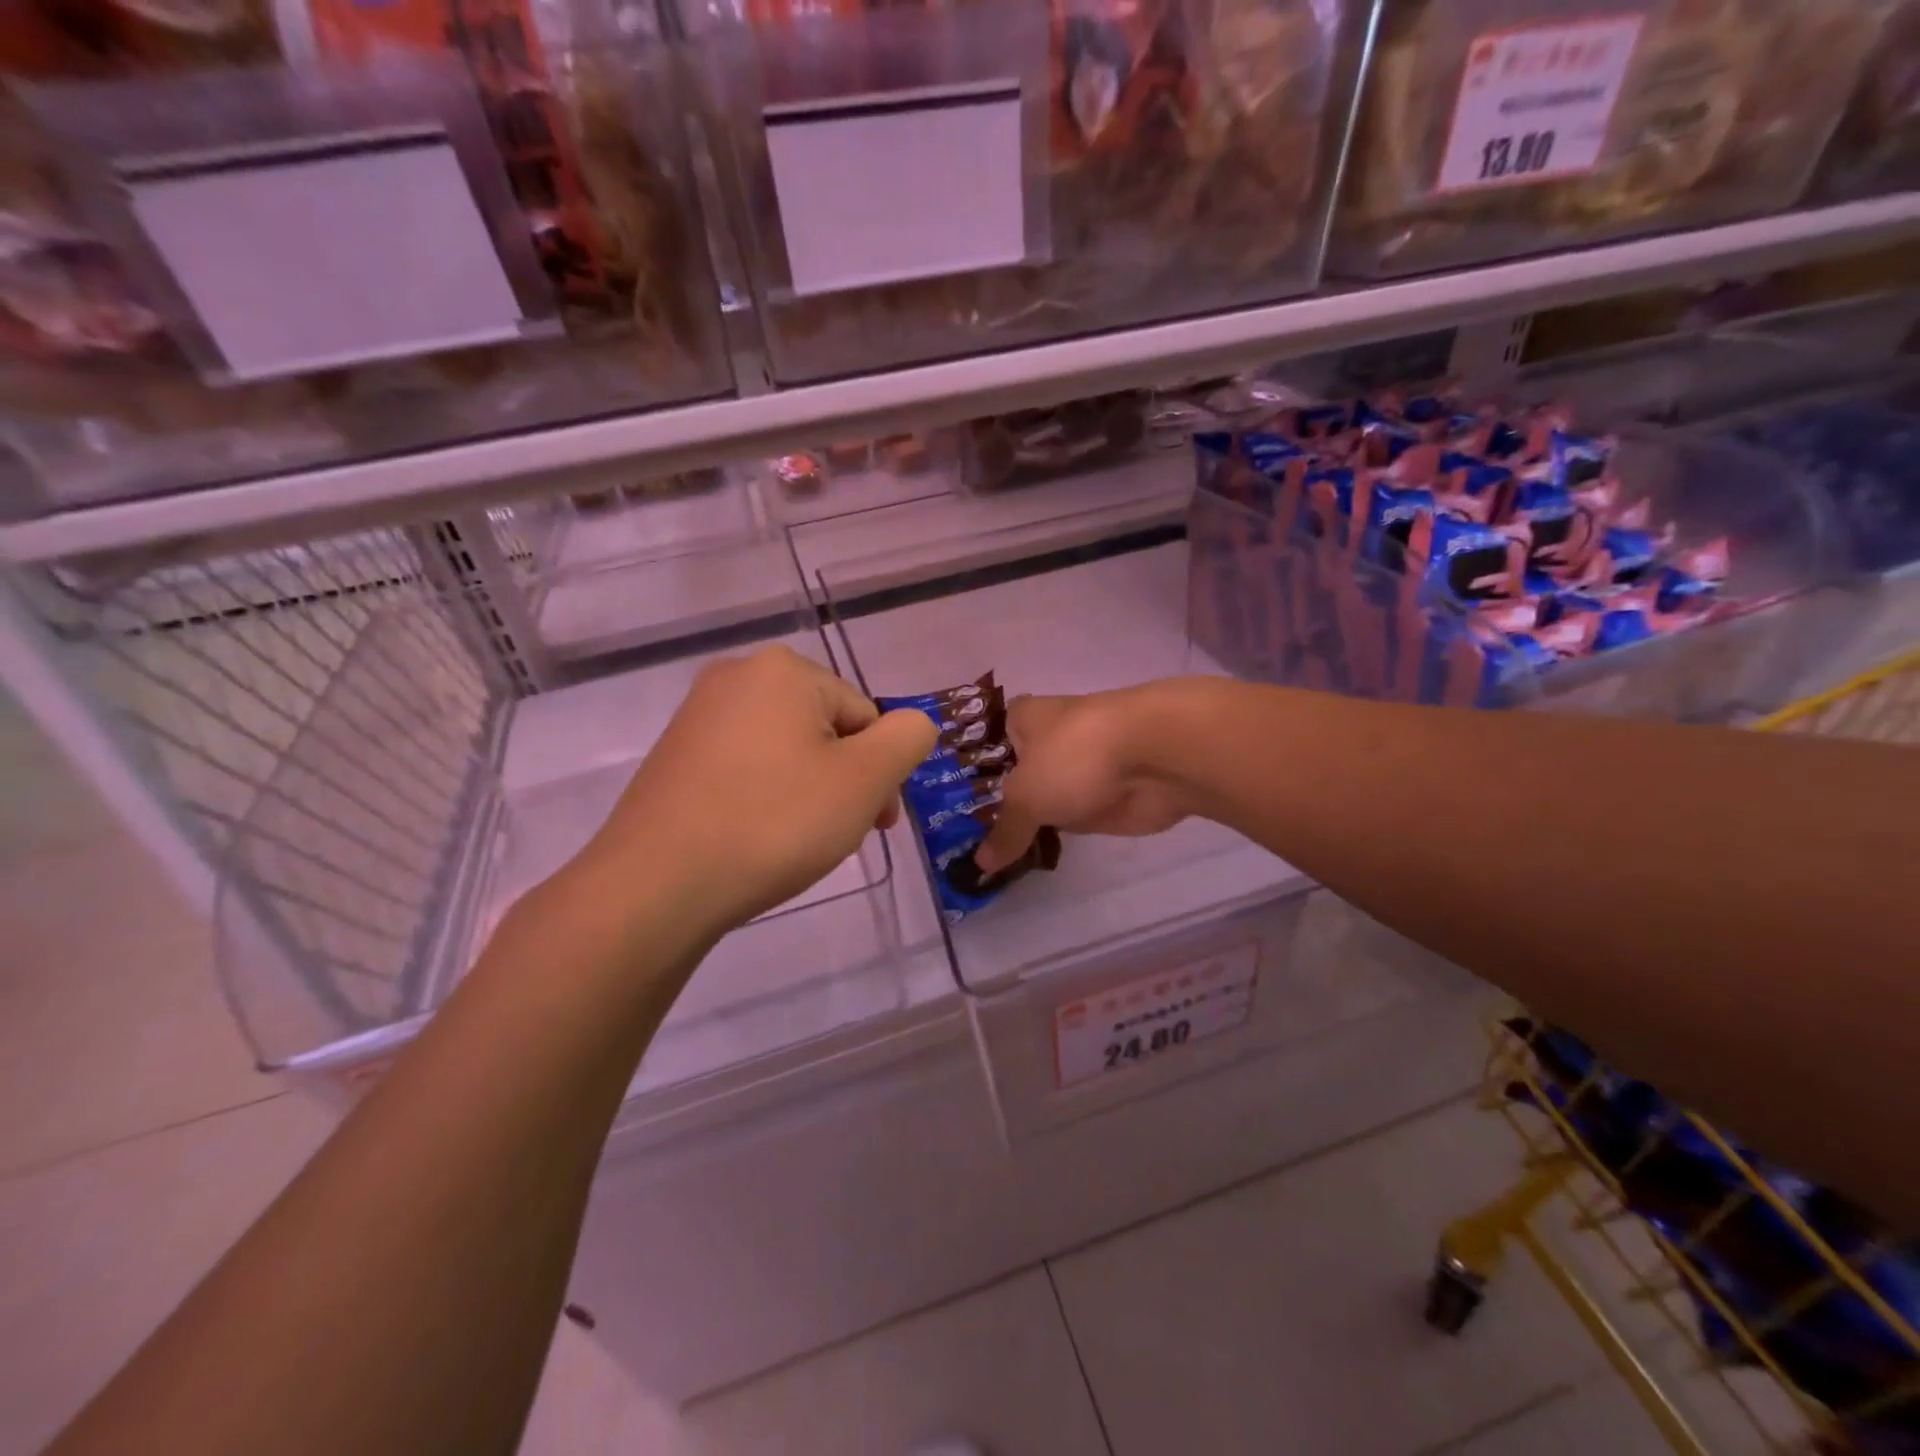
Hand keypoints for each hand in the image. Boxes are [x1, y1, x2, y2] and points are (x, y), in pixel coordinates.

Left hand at [581, 645, 936, 939]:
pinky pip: (746, 768)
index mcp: (784, 670)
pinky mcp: (675, 755)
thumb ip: (907, 739)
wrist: (656, 885)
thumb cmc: (774, 823)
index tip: (875, 823)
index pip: (866, 717)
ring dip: (809, 791)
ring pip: (786, 751)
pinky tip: (757, 837)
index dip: (879, 772)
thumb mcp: (865, 779)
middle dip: (845, 780)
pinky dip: (766, 797)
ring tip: (796, 841)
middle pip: (826, 729)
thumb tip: (913, 724)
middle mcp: (737, 676)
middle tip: (839, 835)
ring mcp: (698, 716)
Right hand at [974, 687, 1192, 874]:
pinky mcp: (1103, 797)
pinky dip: (1052, 835)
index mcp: (1022, 719)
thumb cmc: (1077, 756)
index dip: (964, 773)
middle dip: (991, 804)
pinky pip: (1067, 819)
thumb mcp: (1026, 796)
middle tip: (957, 840)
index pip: (983, 743)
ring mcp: (1077, 770)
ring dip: (1023, 822)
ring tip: (984, 856)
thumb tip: (980, 864)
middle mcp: (1047, 739)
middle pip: (1010, 775)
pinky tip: (1025, 858)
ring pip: (1040, 798)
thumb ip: (1004, 831)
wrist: (1158, 756)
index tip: (942, 805)